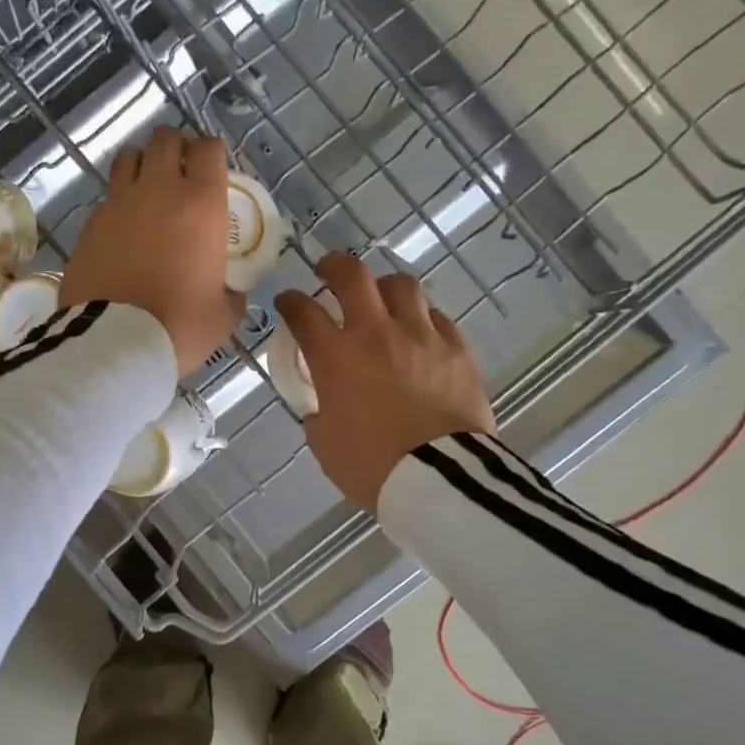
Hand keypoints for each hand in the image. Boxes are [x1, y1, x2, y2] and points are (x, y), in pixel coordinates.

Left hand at [60, 126, 245, 374]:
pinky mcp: (89, 224)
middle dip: (176, 148)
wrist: (114, 342)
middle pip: (166, 139)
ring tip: (148, 190)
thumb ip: (232, 294)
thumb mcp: (223, 316)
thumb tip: (232, 291)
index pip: (209, 149)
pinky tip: (123, 228)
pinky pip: (107, 197)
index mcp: (201, 204)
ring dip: (142, 165)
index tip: (214, 170)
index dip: (213, 153)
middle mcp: (159, 190)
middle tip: (182, 173)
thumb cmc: (180, 327)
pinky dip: (118, 202)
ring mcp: (119, 203)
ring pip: (129, 157)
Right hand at [275, 254, 495, 510]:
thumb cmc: (371, 466)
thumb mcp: (325, 444)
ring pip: (401, 286)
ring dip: (383, 287)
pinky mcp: (457, 349)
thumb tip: (325, 403)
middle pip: (352, 276)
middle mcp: (376, 334)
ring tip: (380, 297)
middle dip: (334, 267)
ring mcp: (421, 337)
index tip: (288, 302)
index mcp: (336, 357)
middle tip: (328, 271)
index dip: (291, 302)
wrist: (440, 477)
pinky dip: (421, 317)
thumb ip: (319, 413)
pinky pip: (437, 317)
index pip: (304, 313)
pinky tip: (419, 329)